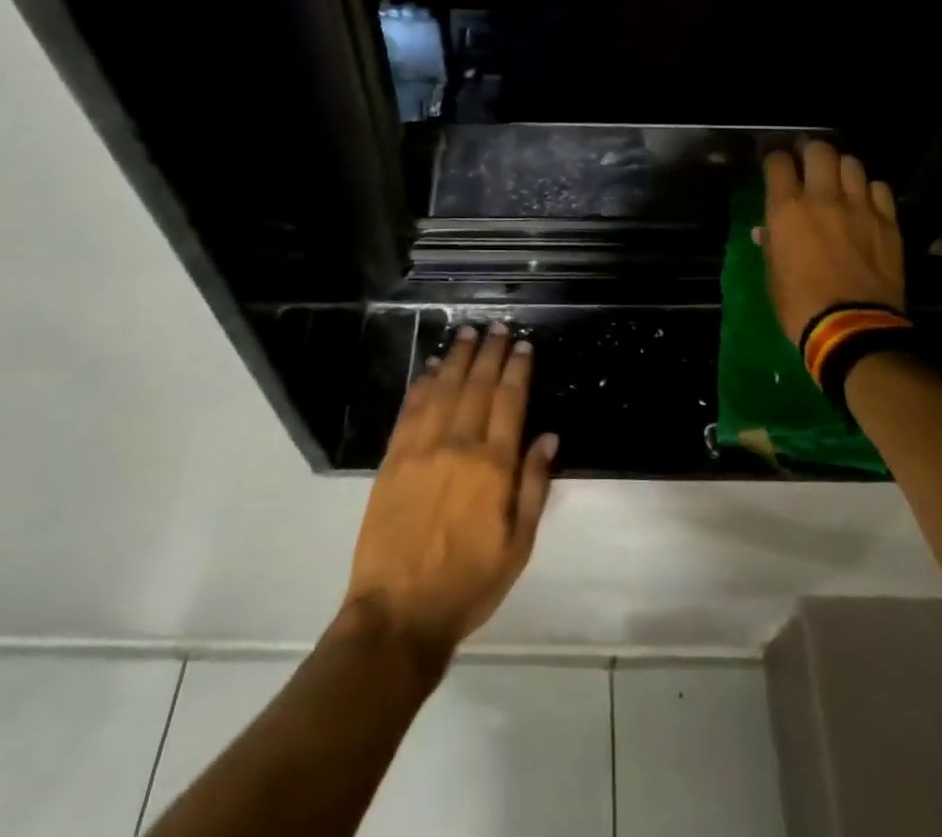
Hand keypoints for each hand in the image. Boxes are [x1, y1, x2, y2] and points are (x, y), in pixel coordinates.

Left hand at [343, 324, 557, 654]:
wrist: (399, 612)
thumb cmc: (468, 583)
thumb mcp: (518, 546)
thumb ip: (533, 485)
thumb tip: (548, 436)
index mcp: (492, 466)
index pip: (509, 401)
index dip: (518, 369)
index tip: (524, 345)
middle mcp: (458, 445)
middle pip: (477, 385)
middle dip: (490, 352)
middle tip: (498, 328)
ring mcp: (421, 449)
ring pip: (444, 388)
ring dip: (458, 357)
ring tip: (467, 333)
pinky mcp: (393, 458)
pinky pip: (411, 409)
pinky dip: (423, 383)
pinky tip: (432, 368)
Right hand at [758, 142, 905, 342]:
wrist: (852, 329)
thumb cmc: (800, 305)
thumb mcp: (772, 274)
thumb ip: (771, 244)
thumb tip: (767, 230)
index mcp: (787, 209)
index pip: (778, 162)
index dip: (775, 160)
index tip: (776, 167)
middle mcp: (823, 198)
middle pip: (819, 150)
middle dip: (811, 151)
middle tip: (808, 163)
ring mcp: (859, 207)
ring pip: (853, 163)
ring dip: (842, 168)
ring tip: (839, 180)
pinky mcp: (887, 221)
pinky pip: (879, 188)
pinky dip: (869, 190)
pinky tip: (865, 202)